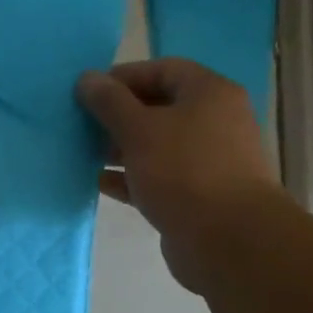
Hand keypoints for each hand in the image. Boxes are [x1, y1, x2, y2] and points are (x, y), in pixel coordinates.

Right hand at [77, 59, 278, 292]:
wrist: (230, 242)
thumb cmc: (184, 170)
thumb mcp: (138, 129)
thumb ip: (109, 102)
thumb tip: (87, 78)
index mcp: (209, 94)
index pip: (162, 70)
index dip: (124, 77)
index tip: (89, 92)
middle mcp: (215, 122)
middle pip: (159, 108)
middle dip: (118, 115)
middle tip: (83, 124)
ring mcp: (209, 161)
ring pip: (157, 145)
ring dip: (121, 148)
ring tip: (85, 153)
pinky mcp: (199, 196)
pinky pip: (159, 177)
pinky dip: (131, 177)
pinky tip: (100, 183)